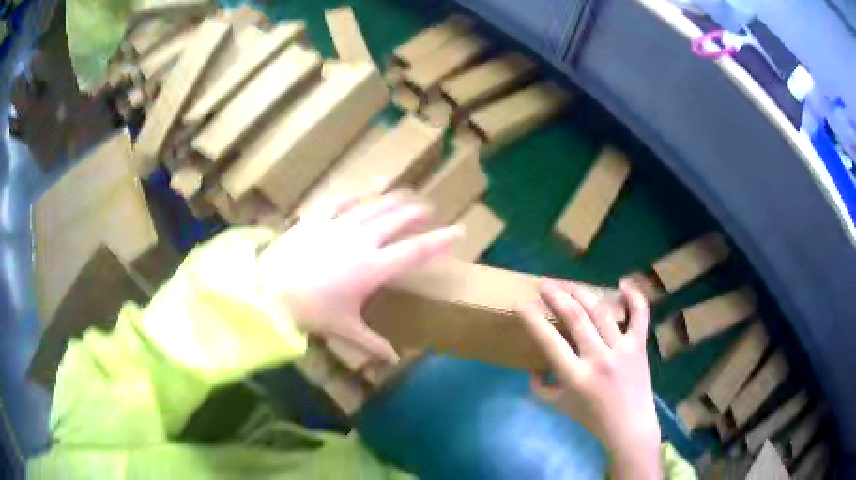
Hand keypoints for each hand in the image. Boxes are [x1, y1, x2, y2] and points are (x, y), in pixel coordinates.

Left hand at [258, 192, 461, 363]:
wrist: (269, 289)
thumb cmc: (311, 311)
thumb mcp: (344, 328)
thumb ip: (372, 343)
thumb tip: (393, 360)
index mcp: (373, 267)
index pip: (415, 251)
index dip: (439, 240)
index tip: (458, 230)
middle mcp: (361, 240)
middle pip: (396, 220)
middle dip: (415, 212)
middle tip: (428, 207)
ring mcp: (338, 226)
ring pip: (372, 206)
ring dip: (391, 199)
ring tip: (405, 193)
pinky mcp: (317, 219)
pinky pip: (340, 202)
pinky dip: (354, 196)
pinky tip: (362, 192)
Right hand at [517, 278, 660, 479]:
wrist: (629, 426)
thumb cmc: (592, 418)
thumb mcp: (559, 406)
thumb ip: (539, 389)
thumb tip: (532, 369)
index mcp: (575, 376)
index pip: (549, 340)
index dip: (532, 318)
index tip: (521, 303)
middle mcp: (598, 358)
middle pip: (576, 316)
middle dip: (556, 295)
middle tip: (544, 284)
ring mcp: (621, 349)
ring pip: (601, 310)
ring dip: (581, 291)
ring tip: (567, 283)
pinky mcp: (639, 345)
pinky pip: (640, 315)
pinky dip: (634, 297)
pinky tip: (623, 284)